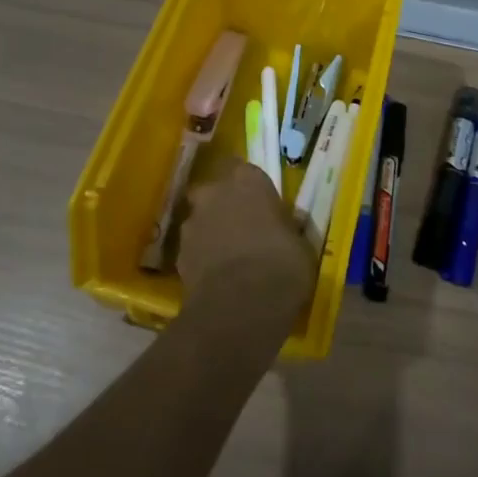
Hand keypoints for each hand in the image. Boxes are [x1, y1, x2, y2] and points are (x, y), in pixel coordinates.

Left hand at [178, 162, 315, 313]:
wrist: (241, 307)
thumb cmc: (282, 265)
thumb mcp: (299, 243)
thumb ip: (285, 228)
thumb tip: (282, 230)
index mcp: (248, 180)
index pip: (244, 169)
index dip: (250, 188)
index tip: (260, 204)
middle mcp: (215, 193)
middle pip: (214, 192)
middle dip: (223, 206)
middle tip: (242, 228)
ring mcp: (192, 223)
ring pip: (200, 221)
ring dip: (211, 233)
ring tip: (230, 258)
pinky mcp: (178, 255)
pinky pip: (193, 250)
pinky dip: (202, 259)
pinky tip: (217, 278)